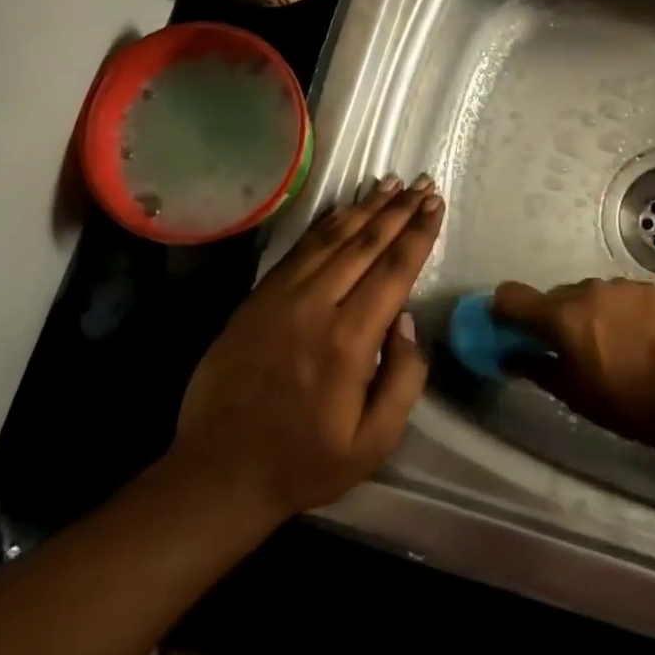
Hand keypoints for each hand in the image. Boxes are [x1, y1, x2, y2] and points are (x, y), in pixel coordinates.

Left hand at [171, 176, 443, 521]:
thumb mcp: (374, 442)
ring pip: (331, 238)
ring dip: (364, 208)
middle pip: (365, 244)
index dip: (418, 233)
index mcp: (349, 341)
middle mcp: (315, 306)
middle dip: (398, 210)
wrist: (220, 471)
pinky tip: (343, 210)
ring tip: (390, 184)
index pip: (393, 270)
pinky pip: (299, 249)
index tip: (435, 204)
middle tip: (422, 183)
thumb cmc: (305, 461)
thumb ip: (404, 379)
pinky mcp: (257, 298)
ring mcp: (280, 297)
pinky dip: (325, 224)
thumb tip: (407, 320)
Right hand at [491, 277, 654, 437]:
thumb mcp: (573, 393)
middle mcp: (589, 290)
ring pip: (593, 293)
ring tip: (613, 342)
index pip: (513, 295)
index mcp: (562, 316)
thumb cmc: (625, 402)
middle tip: (571, 346)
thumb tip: (510, 357)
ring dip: (592, 312)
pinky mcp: (654, 289)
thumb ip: (537, 368)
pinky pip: (625, 295)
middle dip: (556, 317)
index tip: (510, 326)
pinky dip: (623, 311)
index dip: (505, 309)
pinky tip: (640, 337)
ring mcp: (624, 286)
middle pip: (557, 296)